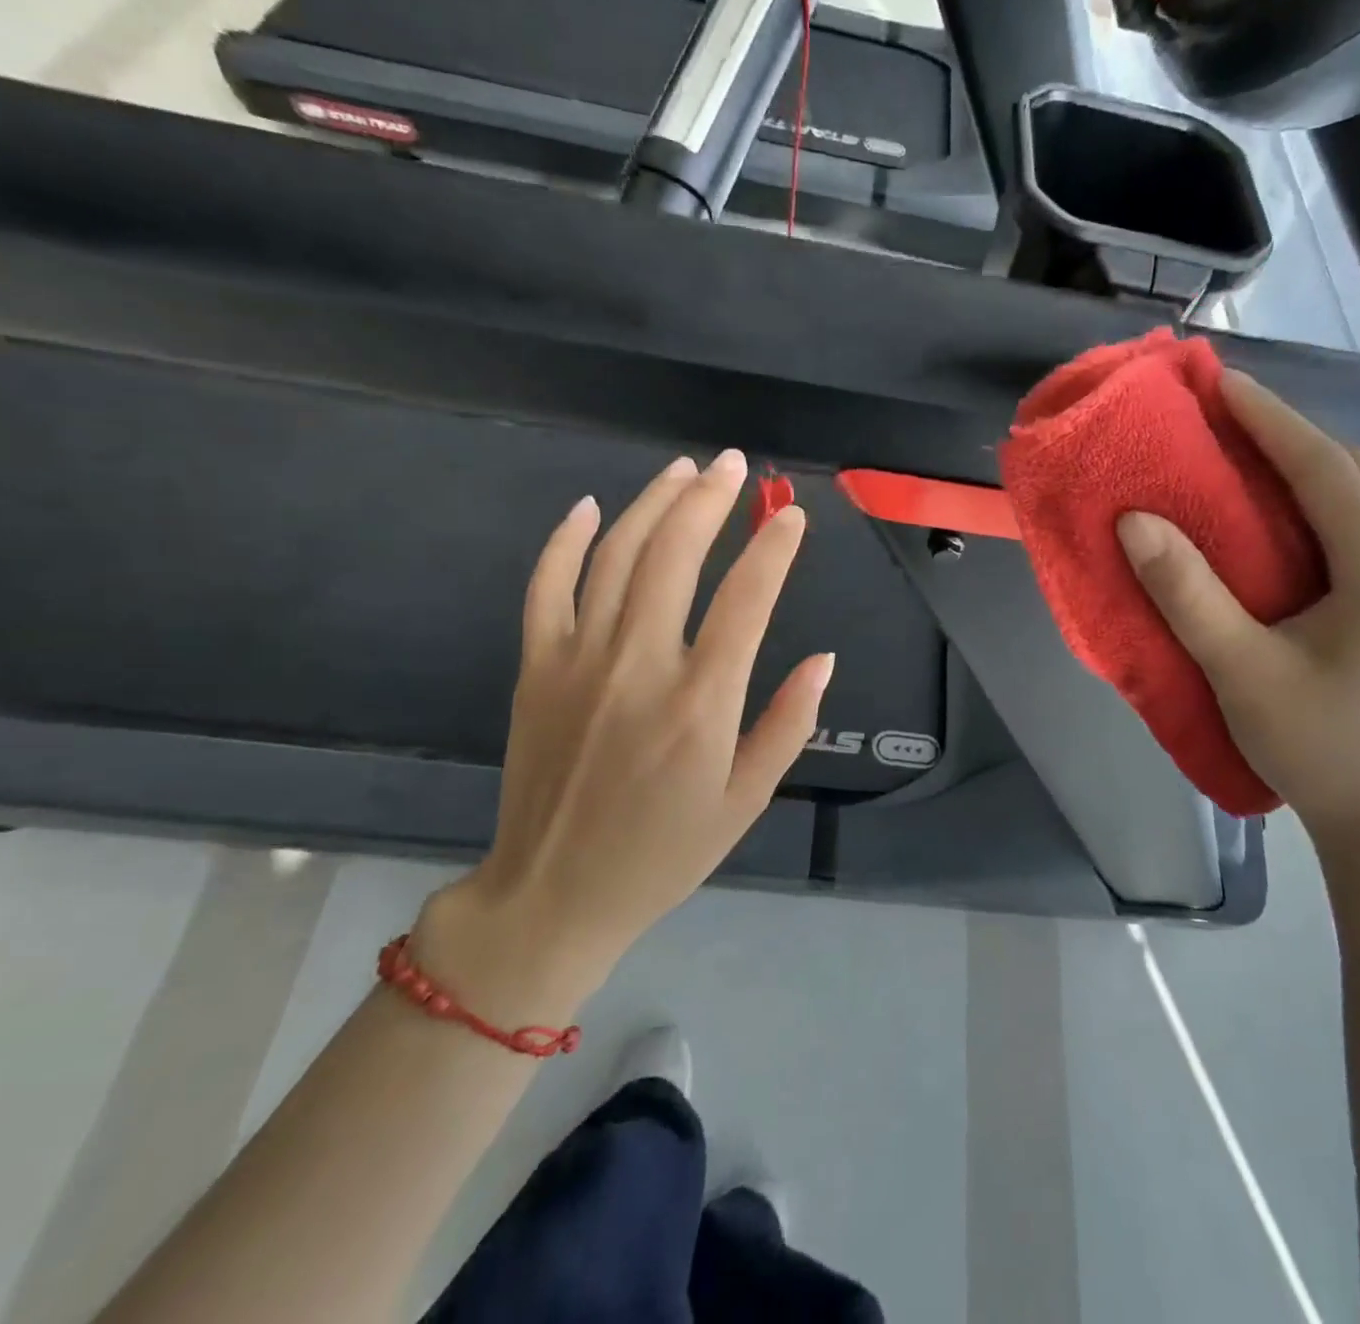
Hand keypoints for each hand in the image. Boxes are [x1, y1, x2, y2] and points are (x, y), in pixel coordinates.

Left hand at [414, 451, 833, 1020]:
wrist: (553, 894)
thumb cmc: (664, 853)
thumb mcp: (746, 801)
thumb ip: (788, 724)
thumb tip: (824, 659)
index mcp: (700, 703)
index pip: (747, 599)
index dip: (773, 548)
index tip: (792, 515)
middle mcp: (639, 666)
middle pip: (676, 555)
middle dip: (711, 500)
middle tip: (735, 465)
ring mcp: (579, 660)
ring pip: (616, 556)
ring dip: (652, 503)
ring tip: (684, 470)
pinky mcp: (536, 667)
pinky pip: (546, 586)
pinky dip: (565, 540)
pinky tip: (589, 507)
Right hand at [1117, 371, 1359, 857]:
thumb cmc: (1317, 749)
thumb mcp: (1240, 671)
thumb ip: (1187, 593)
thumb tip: (1135, 521)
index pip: (1325, 469)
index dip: (1270, 419)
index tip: (1221, 381)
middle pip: (1355, 474)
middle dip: (1290, 434)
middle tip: (1228, 411)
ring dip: (1311, 467)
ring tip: (1251, 450)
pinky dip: (1327, 504)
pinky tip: (1292, 514)